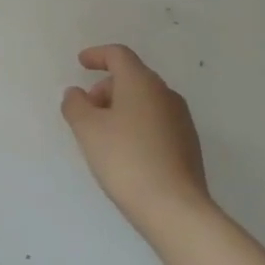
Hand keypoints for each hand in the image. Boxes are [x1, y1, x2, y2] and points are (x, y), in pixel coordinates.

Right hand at [62, 44, 210, 234]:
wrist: (176, 209)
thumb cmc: (126, 160)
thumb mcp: (88, 130)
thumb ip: (75, 105)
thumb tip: (76, 93)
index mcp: (141, 82)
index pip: (118, 55)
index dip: (97, 55)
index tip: (81, 62)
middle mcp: (165, 93)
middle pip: (132, 77)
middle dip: (106, 88)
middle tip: (87, 110)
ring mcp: (181, 120)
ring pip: (145, 101)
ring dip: (122, 108)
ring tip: (104, 135)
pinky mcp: (189, 145)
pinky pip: (157, 122)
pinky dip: (138, 125)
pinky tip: (127, 153)